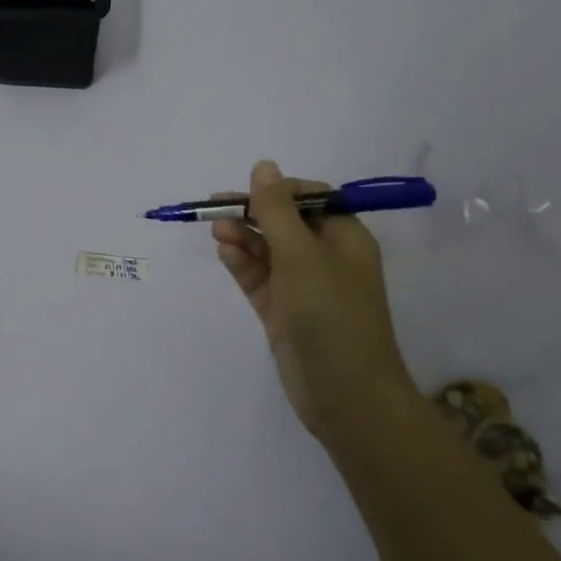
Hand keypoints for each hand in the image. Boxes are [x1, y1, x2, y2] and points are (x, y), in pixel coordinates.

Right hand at [213, 160, 417, 435]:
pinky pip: (259, 278)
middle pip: (284, 223)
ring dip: (243, 237)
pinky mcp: (283, 312)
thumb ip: (277, 210)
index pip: (311, 199)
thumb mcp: (301, 254)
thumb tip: (263, 166)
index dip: (279, 190)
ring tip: (216, 230)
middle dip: (253, 213)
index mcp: (345, 238)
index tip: (248, 191)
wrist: (345, 394)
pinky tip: (224, 251)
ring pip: (267, 251)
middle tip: (215, 208)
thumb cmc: (331, 314)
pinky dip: (242, 263)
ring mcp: (303, 287)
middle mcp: (325, 258)